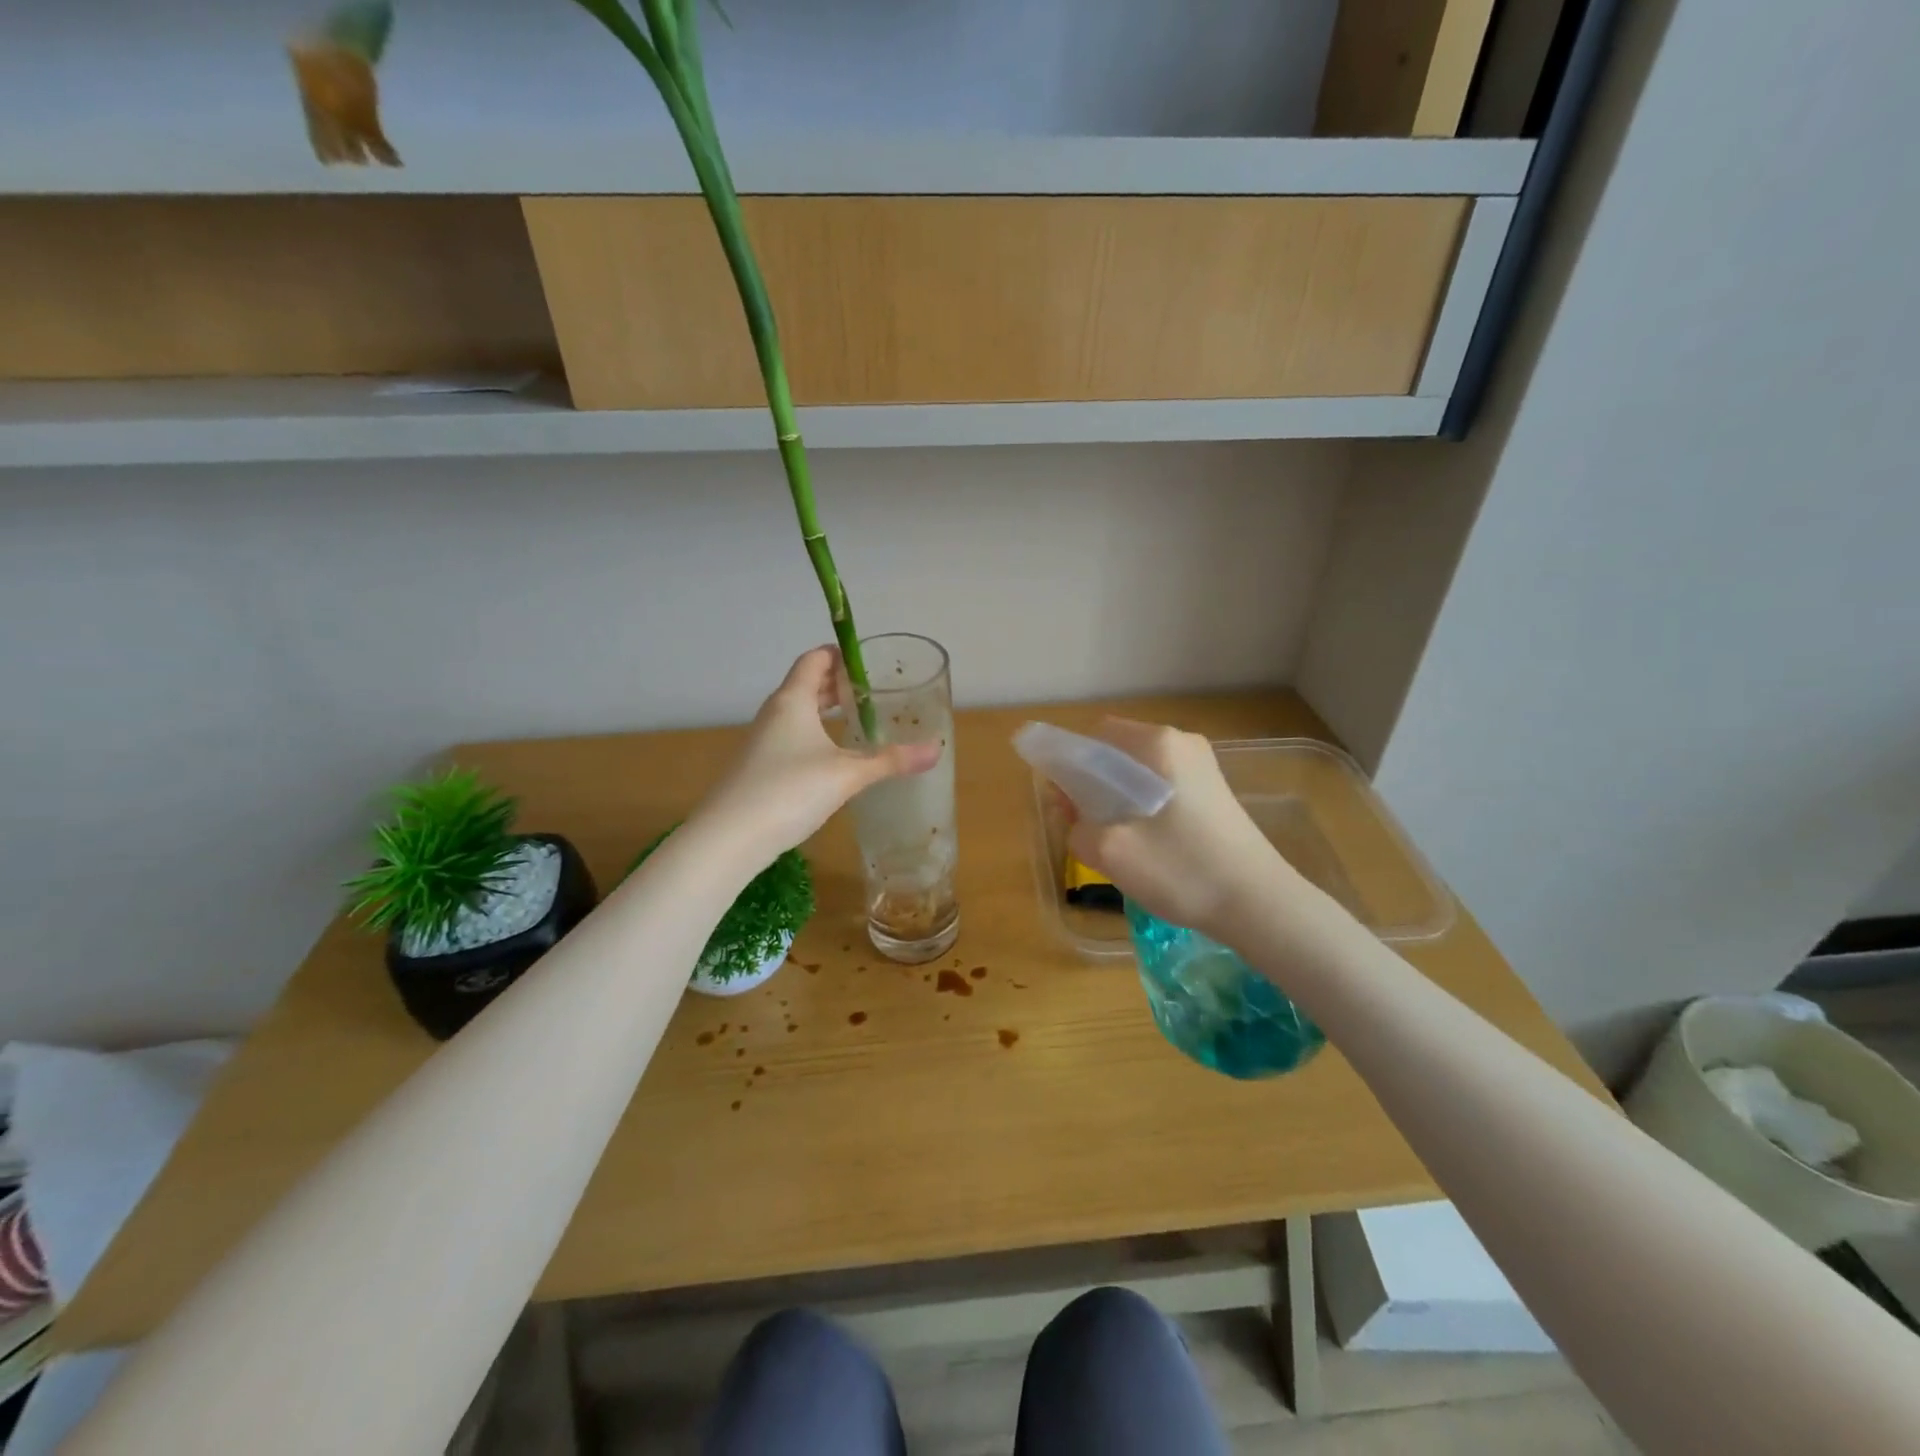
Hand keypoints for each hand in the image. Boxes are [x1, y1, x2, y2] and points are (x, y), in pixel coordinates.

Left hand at [693, 647, 939, 866]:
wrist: (729, 837)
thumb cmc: (789, 790)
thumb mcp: (847, 775)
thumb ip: (890, 761)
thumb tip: (935, 750)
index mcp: (792, 700)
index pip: (815, 659)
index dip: (840, 654)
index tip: (869, 661)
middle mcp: (775, 713)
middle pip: (806, 684)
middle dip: (838, 684)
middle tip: (872, 691)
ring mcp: (763, 741)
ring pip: (798, 713)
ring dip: (825, 710)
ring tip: (857, 720)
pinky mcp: (759, 767)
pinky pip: (791, 737)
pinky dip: (815, 735)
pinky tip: (832, 758)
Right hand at [1064, 718, 1298, 940]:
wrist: (1258, 904)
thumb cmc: (1182, 869)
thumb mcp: (1110, 851)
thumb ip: (1076, 825)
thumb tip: (1075, 815)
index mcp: (1157, 742)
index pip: (1094, 736)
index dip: (1069, 766)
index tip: (1064, 804)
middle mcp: (1181, 742)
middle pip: (1116, 752)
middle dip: (1091, 784)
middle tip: (1083, 826)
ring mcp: (1201, 765)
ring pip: (1138, 771)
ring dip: (1115, 798)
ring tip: (1112, 839)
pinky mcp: (1212, 790)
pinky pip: (1160, 785)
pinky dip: (1141, 805)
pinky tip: (1144, 841)